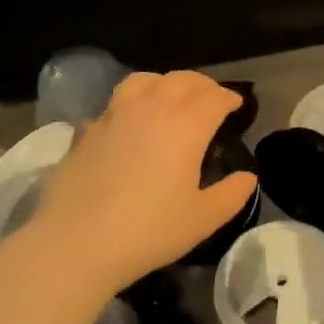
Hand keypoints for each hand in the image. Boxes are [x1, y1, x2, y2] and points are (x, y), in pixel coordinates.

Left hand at [20, 71, 255, 291]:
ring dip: (164, 83)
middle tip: (211, 97)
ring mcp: (114, 116)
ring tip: (170, 96)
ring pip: (143, 81)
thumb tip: (247, 177)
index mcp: (186, 126)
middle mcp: (152, 109)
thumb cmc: (150, 231)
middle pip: (181, 80)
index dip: (229, 98)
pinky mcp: (86, 131)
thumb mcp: (203, 219)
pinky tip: (129, 125)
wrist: (76, 243)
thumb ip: (231, 194)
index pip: (214, 98)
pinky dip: (130, 106)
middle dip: (202, 85)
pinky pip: (114, 106)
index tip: (237, 105)